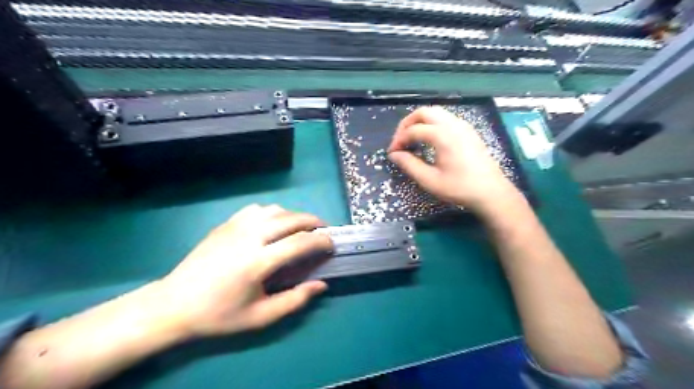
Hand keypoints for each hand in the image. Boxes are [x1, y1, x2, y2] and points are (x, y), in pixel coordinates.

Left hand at [158, 205, 331, 338]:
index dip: (321, 241)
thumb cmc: (219, 314)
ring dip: (293, 215)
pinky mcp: (225, 224)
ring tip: (300, 227)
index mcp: (258, 262)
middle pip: (291, 219)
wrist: (173, 304)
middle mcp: (249, 237)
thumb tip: (322, 285)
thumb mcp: (260, 317)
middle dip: (313, 221)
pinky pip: (256, 209)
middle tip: (323, 230)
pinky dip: (272, 213)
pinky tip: (273, 224)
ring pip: (274, 210)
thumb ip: (295, 300)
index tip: (331, 244)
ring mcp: (235, 227)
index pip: (300, 243)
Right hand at [388, 106, 516, 212]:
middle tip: (400, 141)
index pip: (413, 130)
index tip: (392, 153)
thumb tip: (394, 155)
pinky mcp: (468, 131)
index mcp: (443, 135)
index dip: (399, 140)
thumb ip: (409, 165)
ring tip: (412, 139)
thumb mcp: (430, 180)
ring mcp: (463, 125)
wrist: (491, 192)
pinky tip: (430, 140)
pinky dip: (432, 124)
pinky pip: (446, 118)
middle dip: (407, 124)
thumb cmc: (459, 188)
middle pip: (423, 112)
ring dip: (420, 122)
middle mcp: (453, 124)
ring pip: (436, 113)